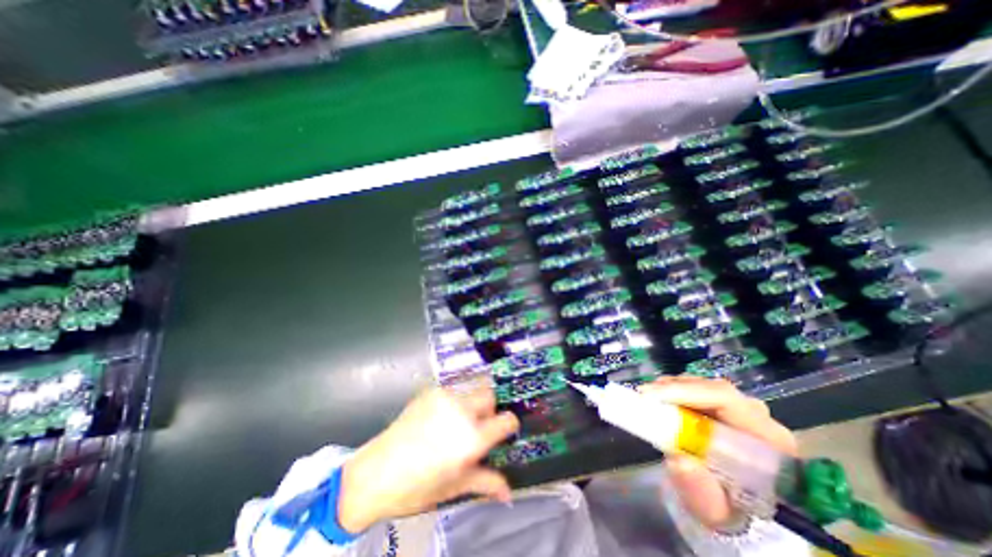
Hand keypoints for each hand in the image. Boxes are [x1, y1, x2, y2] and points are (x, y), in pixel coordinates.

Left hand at [337, 388, 518, 531]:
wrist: (375, 473)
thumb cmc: (418, 487)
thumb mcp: (455, 486)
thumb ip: (486, 483)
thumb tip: (508, 493)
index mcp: (472, 438)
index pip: (506, 420)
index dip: (509, 425)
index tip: (504, 432)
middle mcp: (462, 411)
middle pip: (490, 395)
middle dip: (491, 408)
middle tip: (481, 425)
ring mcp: (445, 397)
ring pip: (471, 390)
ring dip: (472, 403)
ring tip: (458, 422)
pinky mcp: (431, 391)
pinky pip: (453, 390)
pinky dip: (455, 401)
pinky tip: (441, 417)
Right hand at [640, 376, 800, 528]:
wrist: (734, 510)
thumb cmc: (728, 511)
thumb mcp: (716, 512)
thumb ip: (701, 491)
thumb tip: (678, 459)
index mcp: (768, 440)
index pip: (726, 399)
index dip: (686, 391)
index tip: (652, 396)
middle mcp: (757, 418)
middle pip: (712, 388)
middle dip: (675, 388)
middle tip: (644, 396)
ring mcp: (742, 411)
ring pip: (704, 386)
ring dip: (673, 389)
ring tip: (649, 398)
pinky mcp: (726, 409)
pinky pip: (699, 391)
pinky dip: (676, 393)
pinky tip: (660, 400)